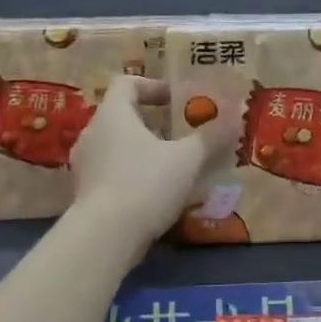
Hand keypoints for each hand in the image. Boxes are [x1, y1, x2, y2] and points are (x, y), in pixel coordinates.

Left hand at [69, 76, 239, 259]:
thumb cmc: (145, 183)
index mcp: (113, 114)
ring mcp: (84, 165)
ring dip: (143, 151)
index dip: (153, 86)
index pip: (127, 83)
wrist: (104, 238)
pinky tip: (156, 194)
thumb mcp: (187, 159)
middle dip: (153, 123)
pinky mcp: (84, 194)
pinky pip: (111, 173)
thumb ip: (210, 137)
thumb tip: (236, 115)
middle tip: (181, 135)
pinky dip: (132, 175)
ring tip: (172, 166)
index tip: (177, 100)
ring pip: (116, 146)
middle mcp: (92, 133)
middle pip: (122, 116)